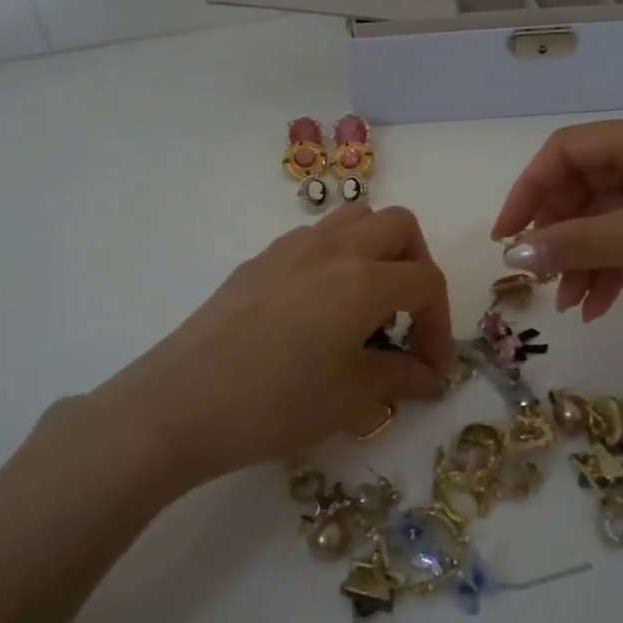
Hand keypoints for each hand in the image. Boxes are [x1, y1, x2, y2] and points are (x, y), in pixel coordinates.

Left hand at [82, 204, 453, 488]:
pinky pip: (315, 238)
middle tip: (407, 317)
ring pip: (355, 218)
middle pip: (399, 227)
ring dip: (377, 250)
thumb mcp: (351, 398)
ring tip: (366, 304)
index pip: (426, 282)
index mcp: (364, 280)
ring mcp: (292, 247)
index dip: (441, 325)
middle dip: (417, 266)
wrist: (181, 403)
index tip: (431, 367)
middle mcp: (334, 248)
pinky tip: (318, 309)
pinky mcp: (260, 259)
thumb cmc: (276, 403)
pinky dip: (337, 258)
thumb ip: (400, 378)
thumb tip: (429, 377)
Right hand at [489, 111, 622, 338]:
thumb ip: (571, 243)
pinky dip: (614, 269)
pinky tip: (599, 307)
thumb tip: (512, 255)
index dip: (528, 192)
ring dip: (583, 259)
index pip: (564, 152)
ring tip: (568, 306)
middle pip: (585, 187)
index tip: (506, 237)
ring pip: (609, 219)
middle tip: (538, 277)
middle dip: (558, 235)